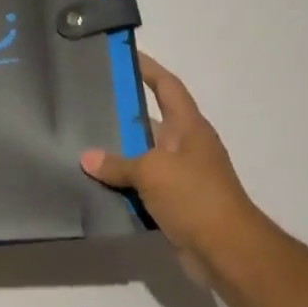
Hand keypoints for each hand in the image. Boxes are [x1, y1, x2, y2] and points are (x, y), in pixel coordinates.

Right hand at [81, 53, 260, 273]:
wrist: (226, 251)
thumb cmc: (195, 197)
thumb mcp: (152, 172)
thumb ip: (118, 163)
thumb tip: (87, 158)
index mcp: (188, 128)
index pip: (167, 87)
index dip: (148, 69)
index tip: (124, 56)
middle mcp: (185, 147)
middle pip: (150, 121)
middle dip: (121, 113)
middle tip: (85, 102)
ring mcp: (181, 176)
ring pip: (142, 156)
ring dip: (117, 153)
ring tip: (80, 142)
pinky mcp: (173, 203)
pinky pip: (141, 186)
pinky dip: (121, 184)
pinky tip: (94, 183)